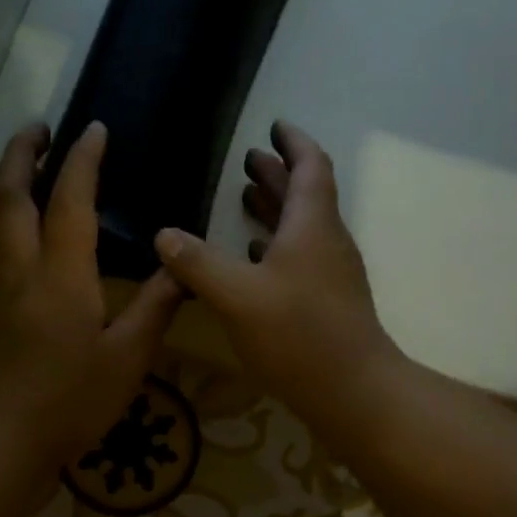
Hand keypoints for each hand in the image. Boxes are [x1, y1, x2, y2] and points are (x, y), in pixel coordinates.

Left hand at [0, 121, 181, 469]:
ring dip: (4, 180)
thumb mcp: (128, 357)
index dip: (82, 161)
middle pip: (12, 196)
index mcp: (62, 276)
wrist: (6, 437)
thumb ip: (156, 307)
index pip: (71, 202)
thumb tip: (182, 266)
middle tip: (39, 127)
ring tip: (21, 162)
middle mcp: (21, 269)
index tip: (94, 129)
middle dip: (23, 153)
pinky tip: (4, 224)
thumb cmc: (73, 400)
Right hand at [152, 122, 401, 422]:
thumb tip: (164, 235)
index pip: (310, 166)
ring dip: (276, 211)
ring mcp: (330, 275)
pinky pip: (300, 260)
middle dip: (277, 175)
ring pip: (301, 229)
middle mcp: (326, 242)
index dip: (293, 143)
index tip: (273, 125)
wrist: (352, 390)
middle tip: (248, 161)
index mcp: (311, 225)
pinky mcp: (327, 304)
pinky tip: (253, 260)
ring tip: (243, 201)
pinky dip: (276, 249)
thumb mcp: (236, 296)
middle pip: (305, 196)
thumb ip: (197, 263)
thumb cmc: (297, 334)